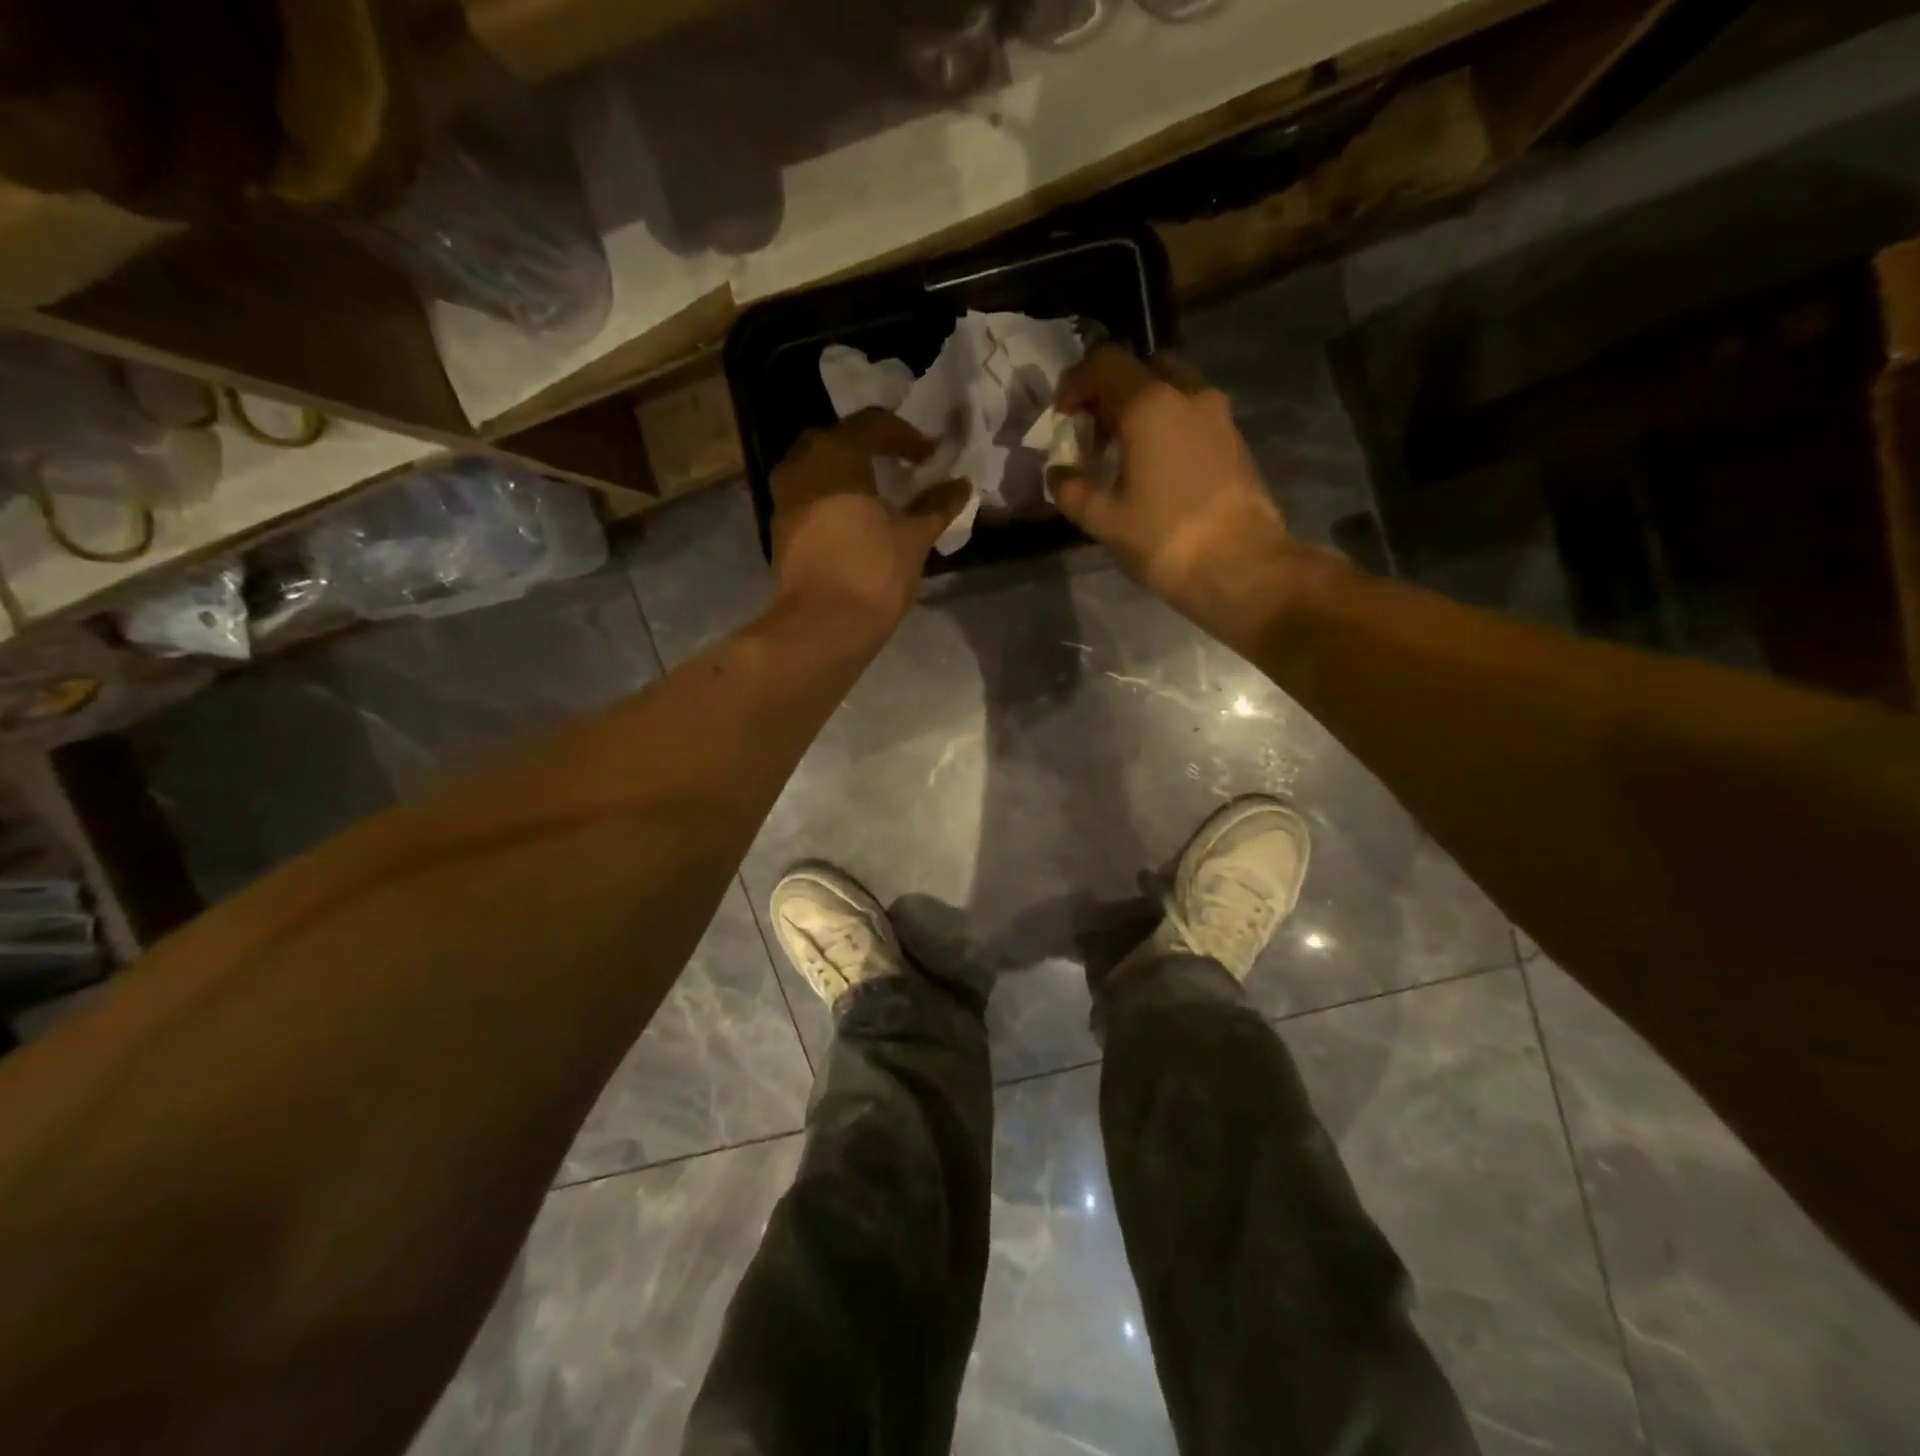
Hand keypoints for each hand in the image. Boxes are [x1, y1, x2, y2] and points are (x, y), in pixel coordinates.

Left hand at [769, 409, 969, 634]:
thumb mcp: (914, 537)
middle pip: (840, 439)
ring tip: (879, 497)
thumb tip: (961, 485)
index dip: (907, 436)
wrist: (822, 625)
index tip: (930, 458)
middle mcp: (802, 463)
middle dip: (872, 450)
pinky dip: (832, 497)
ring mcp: (784, 496)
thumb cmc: (873, 572)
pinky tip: (855, 520)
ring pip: (819, 467)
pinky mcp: (780, 527)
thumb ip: (937, 505)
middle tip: (902, 470)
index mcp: (836, 453)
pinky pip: (809, 495)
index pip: (874, 423)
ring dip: (849, 474)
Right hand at [1053, 347, 1312, 628]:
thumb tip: (1058, 473)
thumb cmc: (1163, 540)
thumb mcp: (1103, 520)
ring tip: (1124, 455)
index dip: (1076, 382)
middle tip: (1095, 434)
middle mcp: (1188, 396)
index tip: (1063, 417)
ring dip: (1143, 410)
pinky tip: (1156, 470)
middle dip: (1113, 393)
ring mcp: (1218, 417)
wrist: (1239, 568)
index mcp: (1150, 405)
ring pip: (1173, 391)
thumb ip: (1072, 490)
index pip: (1105, 363)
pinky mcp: (1235, 441)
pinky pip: (1193, 416)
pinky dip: (1169, 427)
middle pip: (1143, 369)